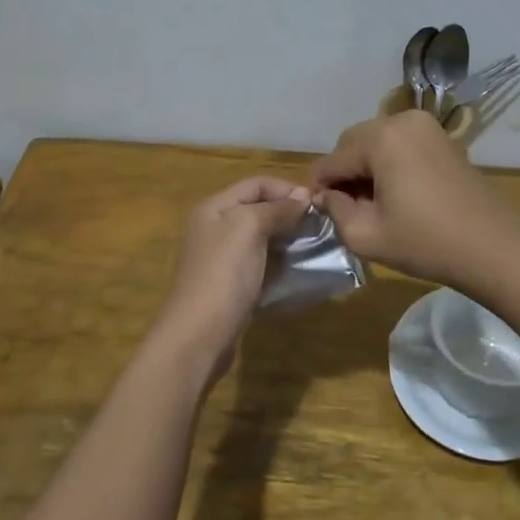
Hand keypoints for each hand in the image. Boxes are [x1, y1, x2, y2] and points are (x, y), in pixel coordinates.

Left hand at [148, 176, 310, 381]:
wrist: (198, 336)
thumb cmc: (223, 275)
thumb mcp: (248, 229)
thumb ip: (275, 209)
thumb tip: (303, 196)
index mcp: (214, 208)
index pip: (255, 183)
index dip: (286, 188)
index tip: (317, 204)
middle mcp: (215, 228)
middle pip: (258, 208)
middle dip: (289, 212)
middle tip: (321, 225)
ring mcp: (222, 259)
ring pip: (261, 237)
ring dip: (287, 238)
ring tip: (315, 245)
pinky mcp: (232, 285)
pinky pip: (261, 263)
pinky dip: (280, 261)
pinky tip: (299, 269)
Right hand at [310, 111, 519, 287]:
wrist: (493, 247)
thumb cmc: (426, 242)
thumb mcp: (366, 235)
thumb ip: (335, 211)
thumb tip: (325, 196)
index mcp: (381, 138)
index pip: (333, 159)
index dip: (320, 187)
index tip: (318, 212)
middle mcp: (401, 120)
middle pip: (353, 143)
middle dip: (344, 172)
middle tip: (346, 208)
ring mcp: (426, 126)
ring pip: (376, 141)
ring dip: (366, 166)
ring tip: (372, 202)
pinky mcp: (442, 138)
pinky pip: (400, 143)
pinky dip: (389, 162)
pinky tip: (396, 193)